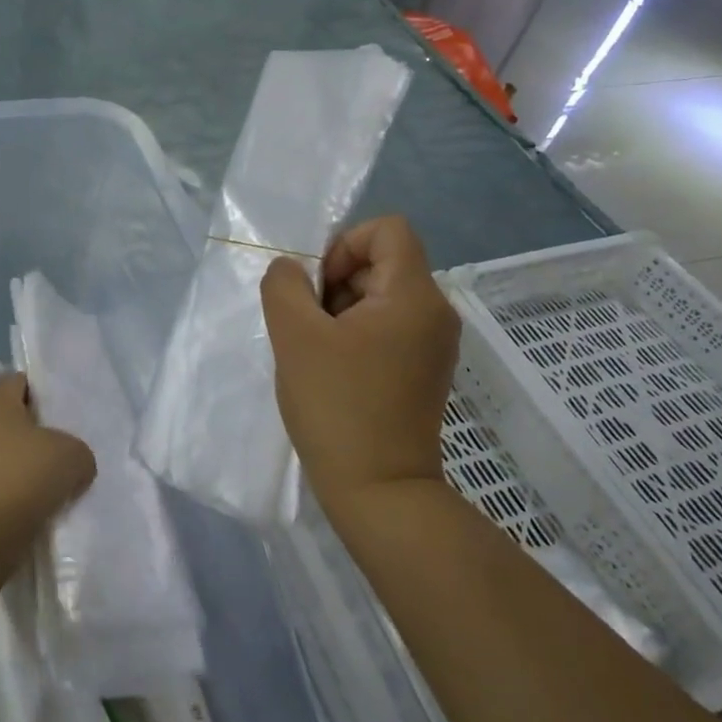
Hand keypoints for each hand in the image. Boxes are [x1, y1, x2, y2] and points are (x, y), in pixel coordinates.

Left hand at [0, 374, 95, 537]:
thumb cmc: (19, 477)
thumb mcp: (72, 455)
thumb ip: (80, 453)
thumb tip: (74, 467)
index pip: (22, 383)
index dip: (47, 393)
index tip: (70, 413)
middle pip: (16, 425)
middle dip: (43, 439)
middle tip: (73, 452)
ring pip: (10, 462)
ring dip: (32, 475)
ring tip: (63, 489)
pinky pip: (2, 494)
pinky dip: (20, 503)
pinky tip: (44, 514)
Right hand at [260, 216, 459, 524]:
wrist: (380, 492)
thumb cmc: (337, 407)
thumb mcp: (295, 337)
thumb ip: (285, 286)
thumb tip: (293, 270)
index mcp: (414, 296)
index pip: (388, 229)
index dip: (346, 243)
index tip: (320, 287)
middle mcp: (435, 312)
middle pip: (382, 262)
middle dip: (337, 282)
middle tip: (309, 325)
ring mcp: (434, 344)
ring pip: (381, 296)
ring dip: (341, 310)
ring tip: (317, 352)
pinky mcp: (425, 370)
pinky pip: (388, 327)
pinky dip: (356, 334)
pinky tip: (334, 369)